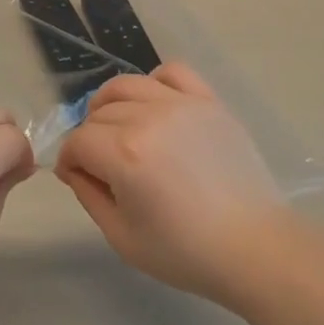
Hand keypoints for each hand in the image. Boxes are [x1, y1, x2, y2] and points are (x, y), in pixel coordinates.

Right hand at [55, 64, 287, 302]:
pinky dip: (155, 82)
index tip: (76, 176)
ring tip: (118, 126)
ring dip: (111, 104)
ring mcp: (181, 104)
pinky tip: (155, 106)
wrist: (254, 247)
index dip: (69, 160)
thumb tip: (74, 167)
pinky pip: (172, 72)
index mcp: (125, 154)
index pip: (79, 141)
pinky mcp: (208, 101)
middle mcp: (149, 117)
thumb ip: (89, 195)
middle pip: (100, 113)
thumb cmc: (186, 252)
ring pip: (127, 85)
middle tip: (101, 164)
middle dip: (90, 138)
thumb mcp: (123, 237)